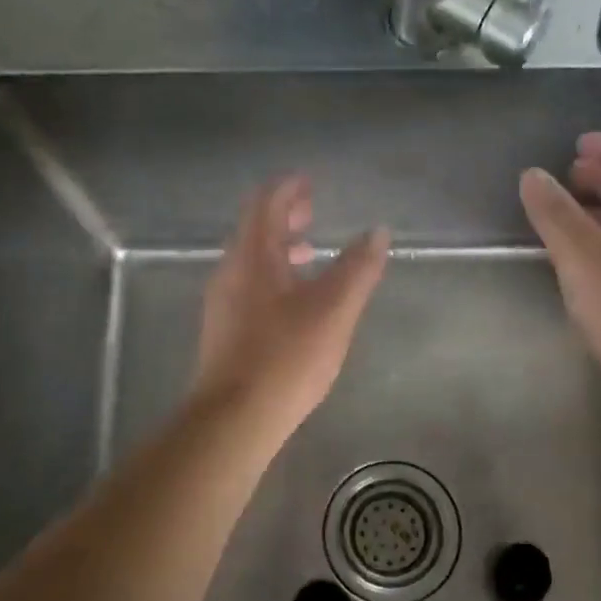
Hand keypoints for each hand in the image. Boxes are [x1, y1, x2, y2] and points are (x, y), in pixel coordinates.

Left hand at [194, 176, 388, 441]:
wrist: (234, 418)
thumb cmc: (286, 357)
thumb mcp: (334, 310)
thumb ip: (358, 268)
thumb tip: (377, 231)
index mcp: (252, 256)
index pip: (265, 203)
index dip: (288, 188)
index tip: (310, 182)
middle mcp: (231, 272)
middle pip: (254, 229)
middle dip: (283, 215)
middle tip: (312, 211)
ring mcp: (223, 303)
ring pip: (251, 260)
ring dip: (279, 248)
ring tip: (310, 253)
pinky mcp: (224, 330)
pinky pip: (249, 285)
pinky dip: (273, 275)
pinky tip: (295, 301)